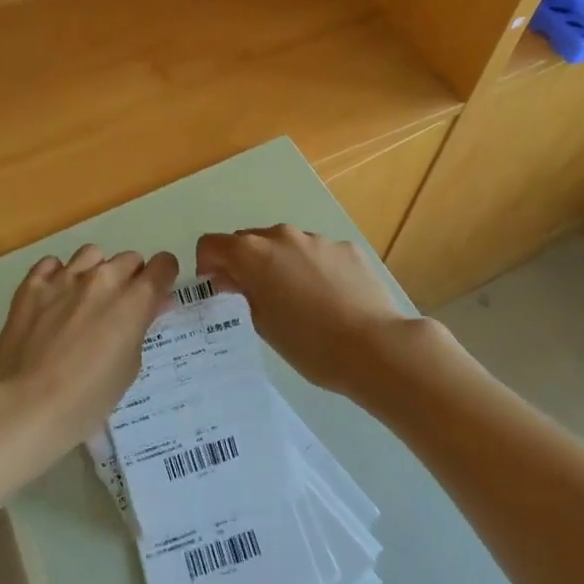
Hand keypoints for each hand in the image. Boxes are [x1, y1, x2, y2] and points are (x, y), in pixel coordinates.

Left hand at [0, 244, 177, 466]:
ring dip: (96, 272)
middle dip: (130, 279)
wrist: (26, 405)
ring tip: (84, 300)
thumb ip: (141, 327)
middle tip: (118, 309)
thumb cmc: (88, 398)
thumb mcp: (129, 366)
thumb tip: (151, 305)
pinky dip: (58, 276)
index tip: (156, 296)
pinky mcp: (32, 283)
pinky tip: (53, 299)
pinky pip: (52, 264)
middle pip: (129, 259)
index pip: (163, 265)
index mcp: (134, 299)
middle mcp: (103, 278)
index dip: (163, 278)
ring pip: (92, 254)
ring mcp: (65, 276)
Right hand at [195, 225, 415, 394]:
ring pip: (285, 246)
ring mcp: (317, 239)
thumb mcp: (262, 323)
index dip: (208, 267)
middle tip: (255, 299)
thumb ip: (241, 293)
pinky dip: (313, 269)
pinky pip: (317, 253)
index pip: (211, 244)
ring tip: (298, 302)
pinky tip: (329, 300)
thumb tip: (231, 279)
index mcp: (253, 253)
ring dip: (280, 265)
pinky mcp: (346, 248)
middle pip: (248, 240)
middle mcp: (282, 236)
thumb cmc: (309, 343)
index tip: (218, 291)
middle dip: (244, 264)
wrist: (375, 347)